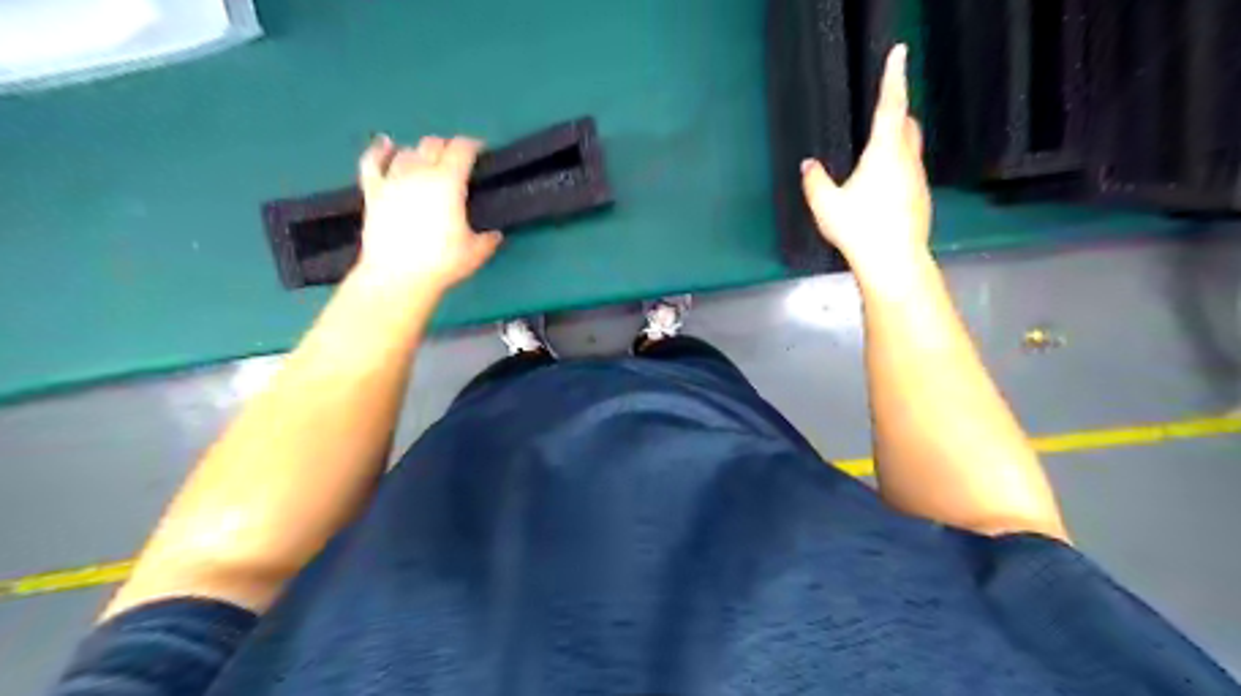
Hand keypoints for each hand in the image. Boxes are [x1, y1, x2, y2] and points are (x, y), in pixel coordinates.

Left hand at [350, 134, 500, 292]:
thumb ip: (488, 239)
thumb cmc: (442, 263)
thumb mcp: (476, 253)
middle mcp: (420, 172)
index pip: (462, 149)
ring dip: (420, 153)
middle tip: (456, 161)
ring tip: (428, 163)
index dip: (473, 146)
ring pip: (407, 152)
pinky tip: (385, 145)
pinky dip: (379, 150)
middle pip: (433, 144)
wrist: (398, 277)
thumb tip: (494, 234)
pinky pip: (372, 162)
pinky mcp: (373, 192)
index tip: (481, 153)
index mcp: (449, 182)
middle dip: (447, 147)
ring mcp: (393, 180)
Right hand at [805, 43, 929, 279]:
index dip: (893, 77)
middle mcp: (907, 160)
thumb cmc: (859, 228)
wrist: (894, 261)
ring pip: (910, 149)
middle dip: (897, 112)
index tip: (898, 53)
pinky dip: (898, 169)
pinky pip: (910, 172)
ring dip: (896, 143)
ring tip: (875, 156)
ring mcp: (918, 180)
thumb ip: (814, 180)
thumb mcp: (825, 204)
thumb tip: (808, 165)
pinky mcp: (921, 198)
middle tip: (882, 112)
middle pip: (908, 124)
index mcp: (884, 152)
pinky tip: (881, 190)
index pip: (890, 105)